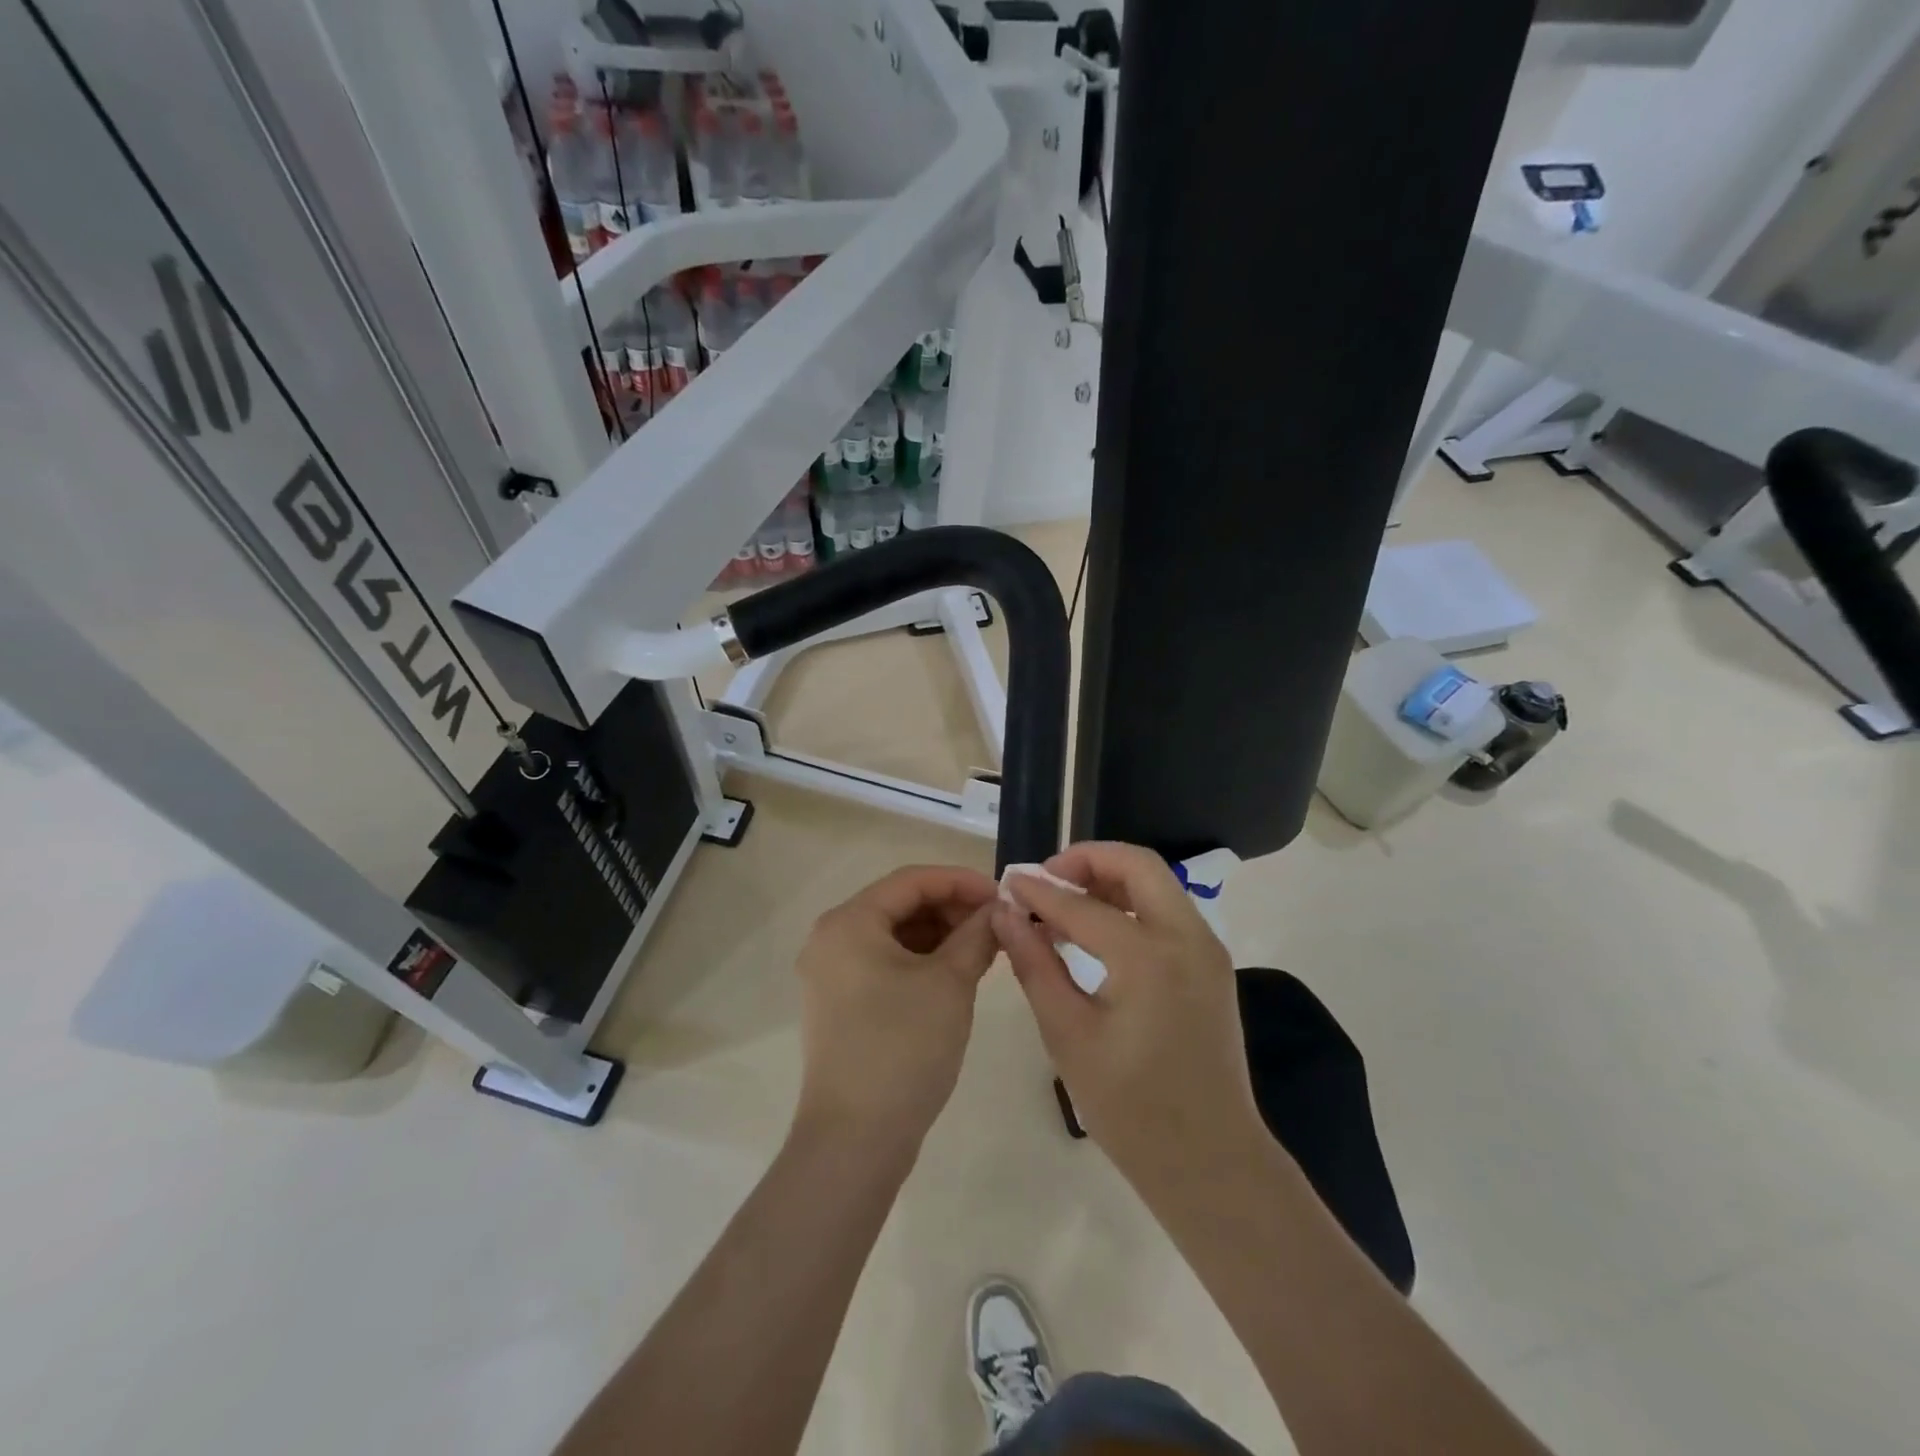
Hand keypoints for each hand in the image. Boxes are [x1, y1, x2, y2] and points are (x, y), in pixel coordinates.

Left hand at [793, 865, 999, 1155]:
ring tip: (983, 949)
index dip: (961, 881)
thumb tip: (999, 910)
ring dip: (939, 934)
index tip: (1003, 895)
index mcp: (849, 922)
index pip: (911, 880)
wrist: (855, 1140)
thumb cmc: (903, 1048)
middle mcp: (831, 939)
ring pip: (893, 935)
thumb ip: (977, 936)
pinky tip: (955, 973)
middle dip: (951, 908)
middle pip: (900, 905)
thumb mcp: (950, 984)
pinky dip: (921, 960)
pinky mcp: (839, 1004)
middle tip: (996, 924)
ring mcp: (831, 974)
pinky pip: (884, 963)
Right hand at [993, 842, 1265, 1191]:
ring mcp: (1207, 949)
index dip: (1039, 891)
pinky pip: (1169, 910)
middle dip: (1087, 860)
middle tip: (1046, 880)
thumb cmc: (1130, 1108)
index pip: (1082, 905)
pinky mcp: (1212, 965)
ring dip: (1110, 878)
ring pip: (1157, 883)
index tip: (1007, 883)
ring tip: (1065, 899)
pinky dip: (1131, 902)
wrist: (1210, 1161)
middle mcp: (1187, 938)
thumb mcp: (1068, 1035)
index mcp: (1149, 957)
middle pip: (1137, 865)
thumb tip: (1005, 914)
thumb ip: (1035, 964)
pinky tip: (1098, 927)